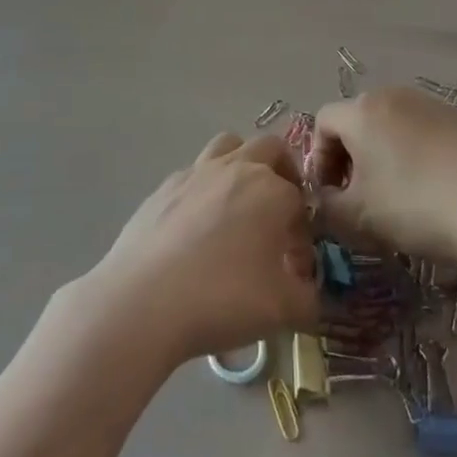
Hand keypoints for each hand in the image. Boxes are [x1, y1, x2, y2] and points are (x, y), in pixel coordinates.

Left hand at [85, 133, 317, 368]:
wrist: (144, 301)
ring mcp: (196, 172)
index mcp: (272, 190)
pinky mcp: (165, 186)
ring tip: (238, 204)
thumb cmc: (222, 299)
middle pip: (270, 148)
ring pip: (229, 145)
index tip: (294, 263)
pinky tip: (196, 228)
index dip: (302, 230)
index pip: (300, 199)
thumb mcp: (282, 311)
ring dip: (241, 163)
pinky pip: (194, 173)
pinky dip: (204, 188)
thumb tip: (312, 295)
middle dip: (282, 172)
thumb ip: (310, 300)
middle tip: (278, 212)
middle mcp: (237, 168)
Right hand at [308, 86, 456, 260]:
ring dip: (387, 151)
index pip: (324, 121)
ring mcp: (434, 103)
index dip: (319, 158)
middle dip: (352, 155)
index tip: (332, 193)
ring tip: (400, 191)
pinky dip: (422, 151)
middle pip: (359, 118)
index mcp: (363, 112)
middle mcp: (395, 95)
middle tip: (361, 194)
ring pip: (396, 123)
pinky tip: (438, 186)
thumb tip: (323, 199)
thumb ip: (327, 206)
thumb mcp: (358, 217)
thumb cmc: (416, 206)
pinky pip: (430, 130)